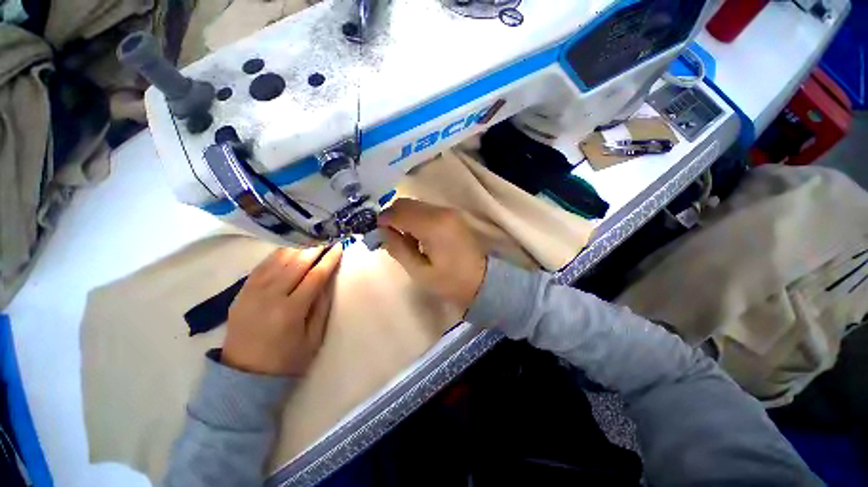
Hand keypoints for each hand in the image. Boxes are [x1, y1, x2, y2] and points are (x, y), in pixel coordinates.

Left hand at [222, 245, 342, 375]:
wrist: (243, 376)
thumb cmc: (286, 360)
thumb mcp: (313, 338)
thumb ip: (322, 306)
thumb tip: (328, 280)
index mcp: (291, 310)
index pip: (315, 276)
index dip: (329, 259)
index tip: (339, 246)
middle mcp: (270, 296)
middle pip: (296, 263)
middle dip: (314, 248)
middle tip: (327, 238)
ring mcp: (252, 292)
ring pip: (277, 260)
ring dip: (297, 247)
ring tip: (311, 240)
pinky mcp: (241, 292)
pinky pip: (261, 266)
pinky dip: (277, 255)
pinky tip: (288, 249)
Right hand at [378, 199, 485, 312]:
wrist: (483, 281)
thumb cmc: (450, 281)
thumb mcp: (419, 272)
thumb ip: (398, 249)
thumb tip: (382, 232)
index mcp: (433, 225)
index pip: (399, 212)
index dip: (383, 220)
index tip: (377, 234)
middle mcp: (441, 211)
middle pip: (406, 203)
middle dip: (393, 217)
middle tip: (390, 237)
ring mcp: (449, 211)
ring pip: (416, 205)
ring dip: (405, 217)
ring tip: (407, 240)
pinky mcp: (453, 215)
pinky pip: (427, 210)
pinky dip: (416, 218)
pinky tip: (419, 236)